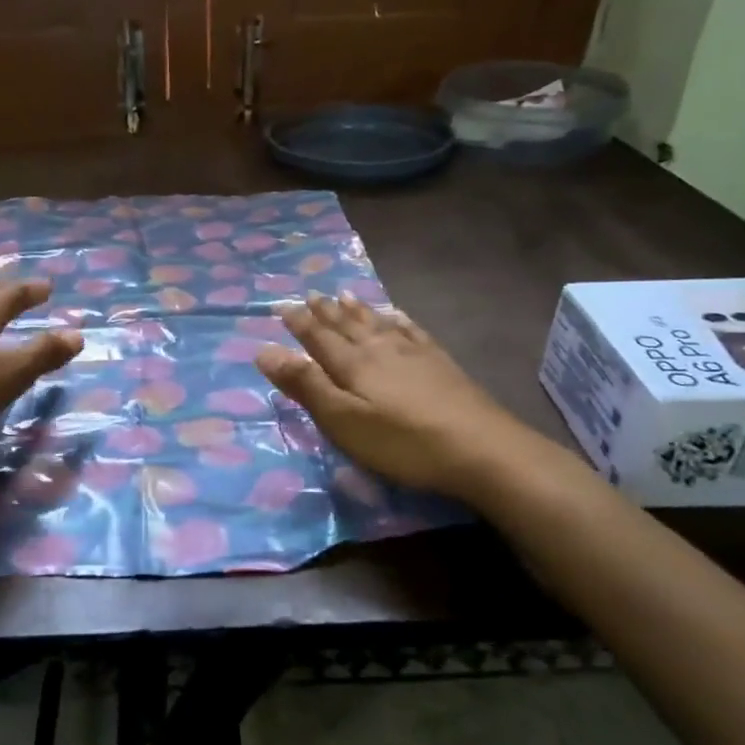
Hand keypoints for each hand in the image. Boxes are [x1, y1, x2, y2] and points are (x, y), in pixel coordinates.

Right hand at [254, 292, 532, 495]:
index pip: (318, 338)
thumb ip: (305, 385)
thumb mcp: (342, 420)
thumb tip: (264, 350)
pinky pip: (412, 331)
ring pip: (377, 324)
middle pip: (347, 326)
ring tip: (344, 296)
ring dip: (357, 310)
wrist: (480, 448)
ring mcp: (414, 353)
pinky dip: (398, 320)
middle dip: (325, 312)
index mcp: (353, 364)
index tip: (282, 307)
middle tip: (311, 296)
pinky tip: (397, 315)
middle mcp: (380, 349)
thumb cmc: (401, 442)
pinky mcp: (441, 364)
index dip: (299, 324)